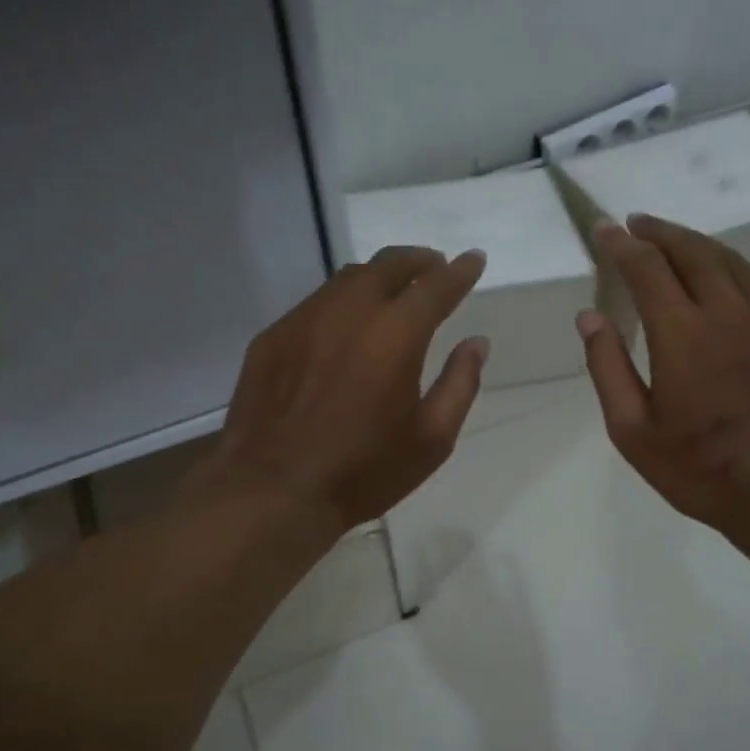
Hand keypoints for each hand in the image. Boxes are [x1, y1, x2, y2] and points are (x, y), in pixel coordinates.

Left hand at [203, 246, 488, 533]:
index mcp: (396, 335)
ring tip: (393, 290)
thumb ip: (460, 384)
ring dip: (378, 276)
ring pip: (348, 279)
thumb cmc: (363, 471)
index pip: (436, 286)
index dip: (460, 271)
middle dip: (418, 261)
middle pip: (388, 266)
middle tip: (434, 267)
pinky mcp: (273, 337)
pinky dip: (341, 302)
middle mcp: (349, 312)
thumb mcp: (431, 440)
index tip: (473, 260)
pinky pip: (315, 304)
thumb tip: (476, 343)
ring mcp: (304, 320)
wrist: (273, 490)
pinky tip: (344, 325)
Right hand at [578, 215, 749, 542]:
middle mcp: (729, 313)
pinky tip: (726, 272)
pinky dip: (735, 266)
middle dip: (658, 233)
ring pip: (731, 260)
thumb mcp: (632, 430)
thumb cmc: (699, 468)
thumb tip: (590, 316)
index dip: (622, 245)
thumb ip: (608, 368)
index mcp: (683, 336)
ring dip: (696, 244)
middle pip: (692, 252)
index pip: (647, 269)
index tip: (604, 230)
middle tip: (635, 224)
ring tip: (673, 242)